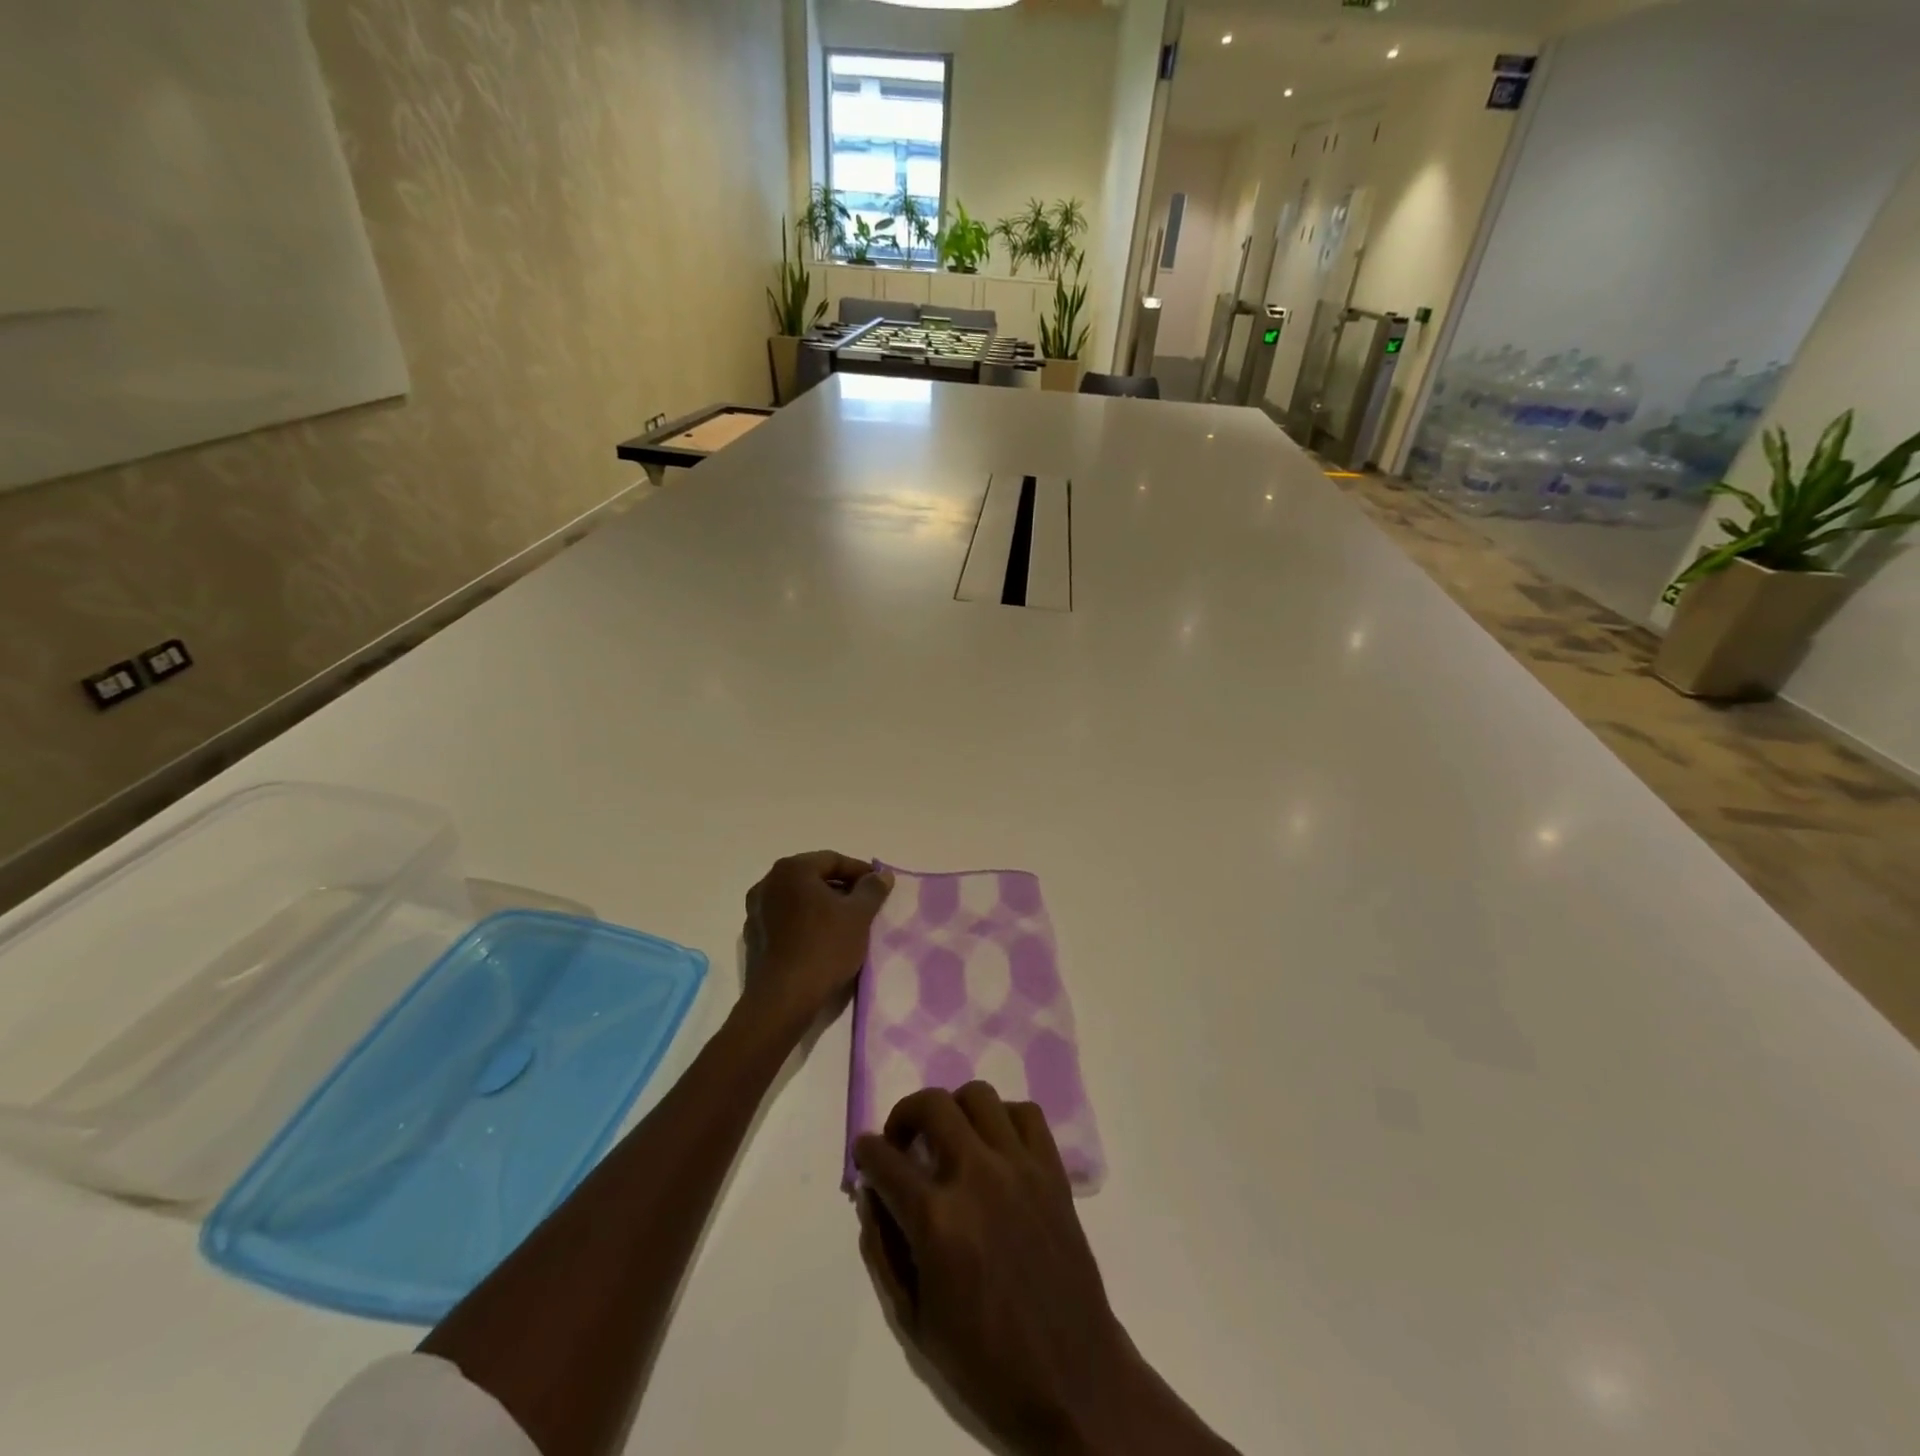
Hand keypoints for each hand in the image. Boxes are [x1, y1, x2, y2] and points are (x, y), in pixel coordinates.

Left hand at [741, 851, 891, 1033]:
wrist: (783, 999)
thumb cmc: (824, 948)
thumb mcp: (859, 916)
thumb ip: (872, 889)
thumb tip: (881, 875)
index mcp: (791, 869)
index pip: (833, 860)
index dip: (860, 872)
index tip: (880, 887)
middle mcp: (768, 883)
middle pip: (813, 877)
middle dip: (842, 889)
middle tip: (866, 905)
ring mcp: (756, 910)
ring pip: (799, 899)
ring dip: (823, 906)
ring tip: (847, 924)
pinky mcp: (754, 936)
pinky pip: (786, 919)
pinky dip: (806, 922)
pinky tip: (822, 941)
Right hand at [852, 1084, 1139, 1454]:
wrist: (1069, 1378)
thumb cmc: (984, 1359)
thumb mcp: (914, 1320)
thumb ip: (883, 1250)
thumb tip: (871, 1195)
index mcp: (937, 1220)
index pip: (885, 1160)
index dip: (866, 1152)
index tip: (865, 1152)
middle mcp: (976, 1176)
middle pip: (932, 1105)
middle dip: (904, 1114)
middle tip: (903, 1141)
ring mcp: (1019, 1167)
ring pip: (979, 1096)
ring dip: (954, 1110)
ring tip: (951, 1139)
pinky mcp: (1052, 1170)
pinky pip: (1027, 1114)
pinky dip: (1004, 1118)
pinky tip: (995, 1145)